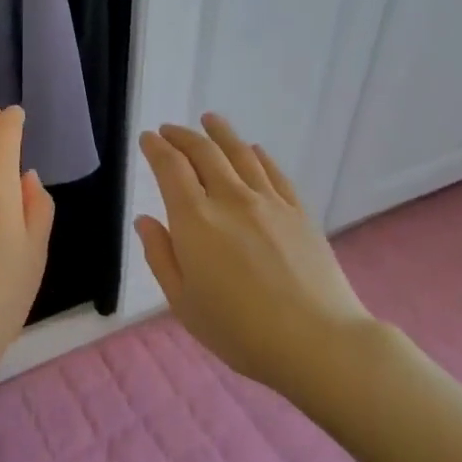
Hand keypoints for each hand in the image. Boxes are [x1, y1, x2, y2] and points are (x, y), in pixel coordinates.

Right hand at [135, 114, 369, 393]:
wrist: (316, 341)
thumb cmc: (239, 331)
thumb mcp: (183, 303)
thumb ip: (161, 256)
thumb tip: (145, 220)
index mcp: (195, 220)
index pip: (171, 168)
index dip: (156, 148)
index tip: (148, 138)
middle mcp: (230, 199)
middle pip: (204, 153)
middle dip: (182, 136)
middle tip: (170, 129)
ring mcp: (269, 202)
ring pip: (240, 153)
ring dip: (220, 133)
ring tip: (209, 120)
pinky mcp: (298, 211)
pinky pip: (274, 172)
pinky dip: (258, 155)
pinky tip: (253, 149)